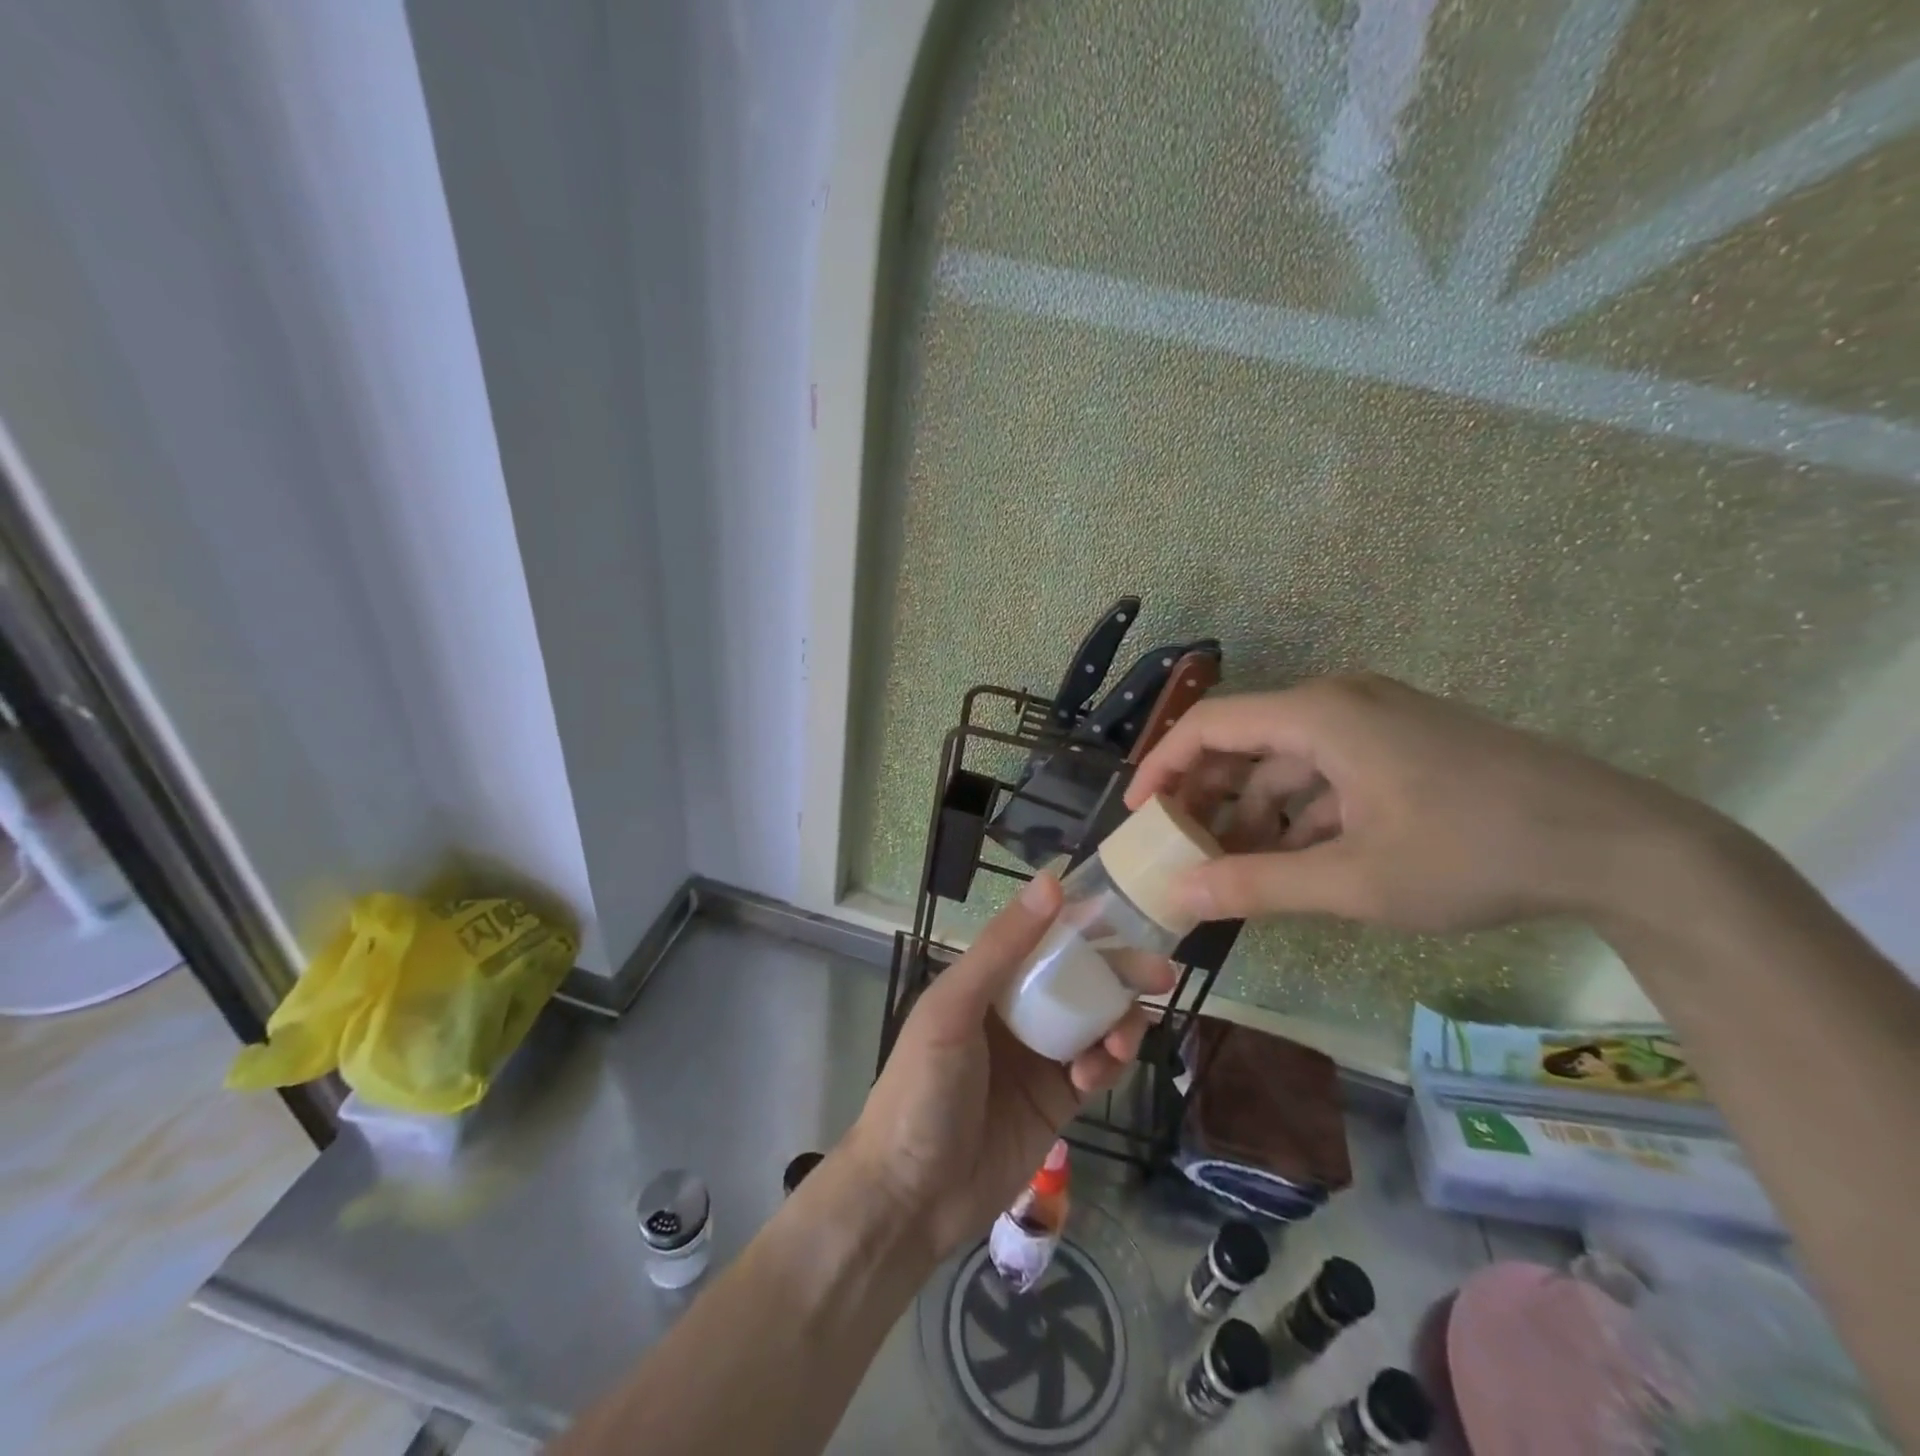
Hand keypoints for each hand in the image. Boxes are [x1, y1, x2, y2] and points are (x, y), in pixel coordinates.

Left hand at [842, 876, 1169, 1260]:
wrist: (911, 1196)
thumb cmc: (922, 1088)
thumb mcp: (954, 1008)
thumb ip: (1002, 947)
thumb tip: (1052, 882)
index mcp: (988, 979)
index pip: (1045, 937)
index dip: (1086, 925)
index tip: (1129, 918)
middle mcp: (1017, 1010)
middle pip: (1080, 978)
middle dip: (1120, 973)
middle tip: (1161, 975)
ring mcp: (1040, 1056)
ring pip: (1096, 1022)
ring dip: (1118, 1023)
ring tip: (1121, 1043)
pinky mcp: (1057, 1101)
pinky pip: (1097, 1069)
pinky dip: (1107, 1066)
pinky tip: (1094, 1077)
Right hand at [1126, 673, 1689, 932]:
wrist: (1622, 847)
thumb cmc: (1474, 854)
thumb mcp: (1354, 881)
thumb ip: (1257, 887)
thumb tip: (1176, 899)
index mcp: (1321, 716)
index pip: (1210, 725)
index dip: (1163, 767)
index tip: (1137, 815)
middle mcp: (1341, 704)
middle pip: (1245, 740)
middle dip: (1207, 795)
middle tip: (1181, 848)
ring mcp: (1377, 722)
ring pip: (1287, 762)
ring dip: (1255, 811)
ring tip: (1235, 868)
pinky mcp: (1403, 745)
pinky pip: (1327, 772)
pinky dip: (1300, 813)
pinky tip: (1297, 861)